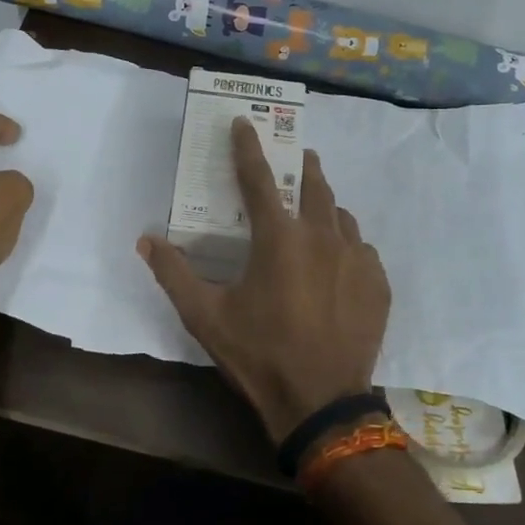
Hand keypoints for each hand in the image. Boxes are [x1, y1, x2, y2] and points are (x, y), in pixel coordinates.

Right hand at [138, 119, 390, 444]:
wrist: (321, 403)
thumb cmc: (258, 354)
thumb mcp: (205, 316)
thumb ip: (173, 273)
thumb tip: (146, 239)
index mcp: (278, 237)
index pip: (258, 178)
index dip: (247, 146)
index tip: (244, 121)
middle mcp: (323, 236)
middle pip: (315, 185)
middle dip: (304, 166)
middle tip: (298, 158)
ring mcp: (357, 259)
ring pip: (342, 217)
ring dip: (327, 208)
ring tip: (316, 215)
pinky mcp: (378, 283)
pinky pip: (363, 249)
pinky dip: (347, 246)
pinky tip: (339, 264)